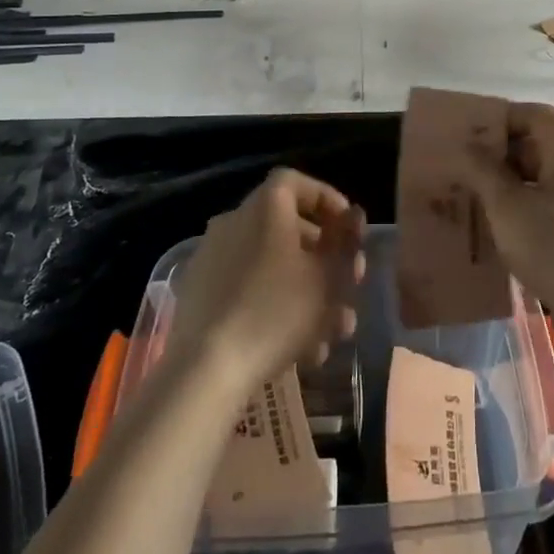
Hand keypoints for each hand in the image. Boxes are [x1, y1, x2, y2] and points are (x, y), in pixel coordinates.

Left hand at [168, 169, 365, 398]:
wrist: (206, 370)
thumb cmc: (276, 312)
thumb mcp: (327, 276)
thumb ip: (345, 242)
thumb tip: (353, 216)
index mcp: (264, 207)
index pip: (297, 182)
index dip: (327, 200)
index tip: (350, 230)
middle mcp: (234, 221)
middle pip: (287, 227)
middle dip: (323, 256)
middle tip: (348, 283)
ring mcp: (212, 258)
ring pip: (271, 265)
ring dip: (306, 290)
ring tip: (332, 331)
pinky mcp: (199, 294)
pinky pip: (248, 288)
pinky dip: (275, 307)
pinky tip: (300, 349)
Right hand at [455, 104, 553, 334]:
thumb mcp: (507, 204)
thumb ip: (483, 169)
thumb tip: (467, 145)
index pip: (531, 113)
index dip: (497, 118)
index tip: (463, 134)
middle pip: (537, 144)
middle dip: (498, 154)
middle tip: (460, 166)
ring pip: (541, 178)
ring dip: (507, 184)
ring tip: (470, 196)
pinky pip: (549, 205)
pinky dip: (523, 208)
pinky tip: (496, 226)